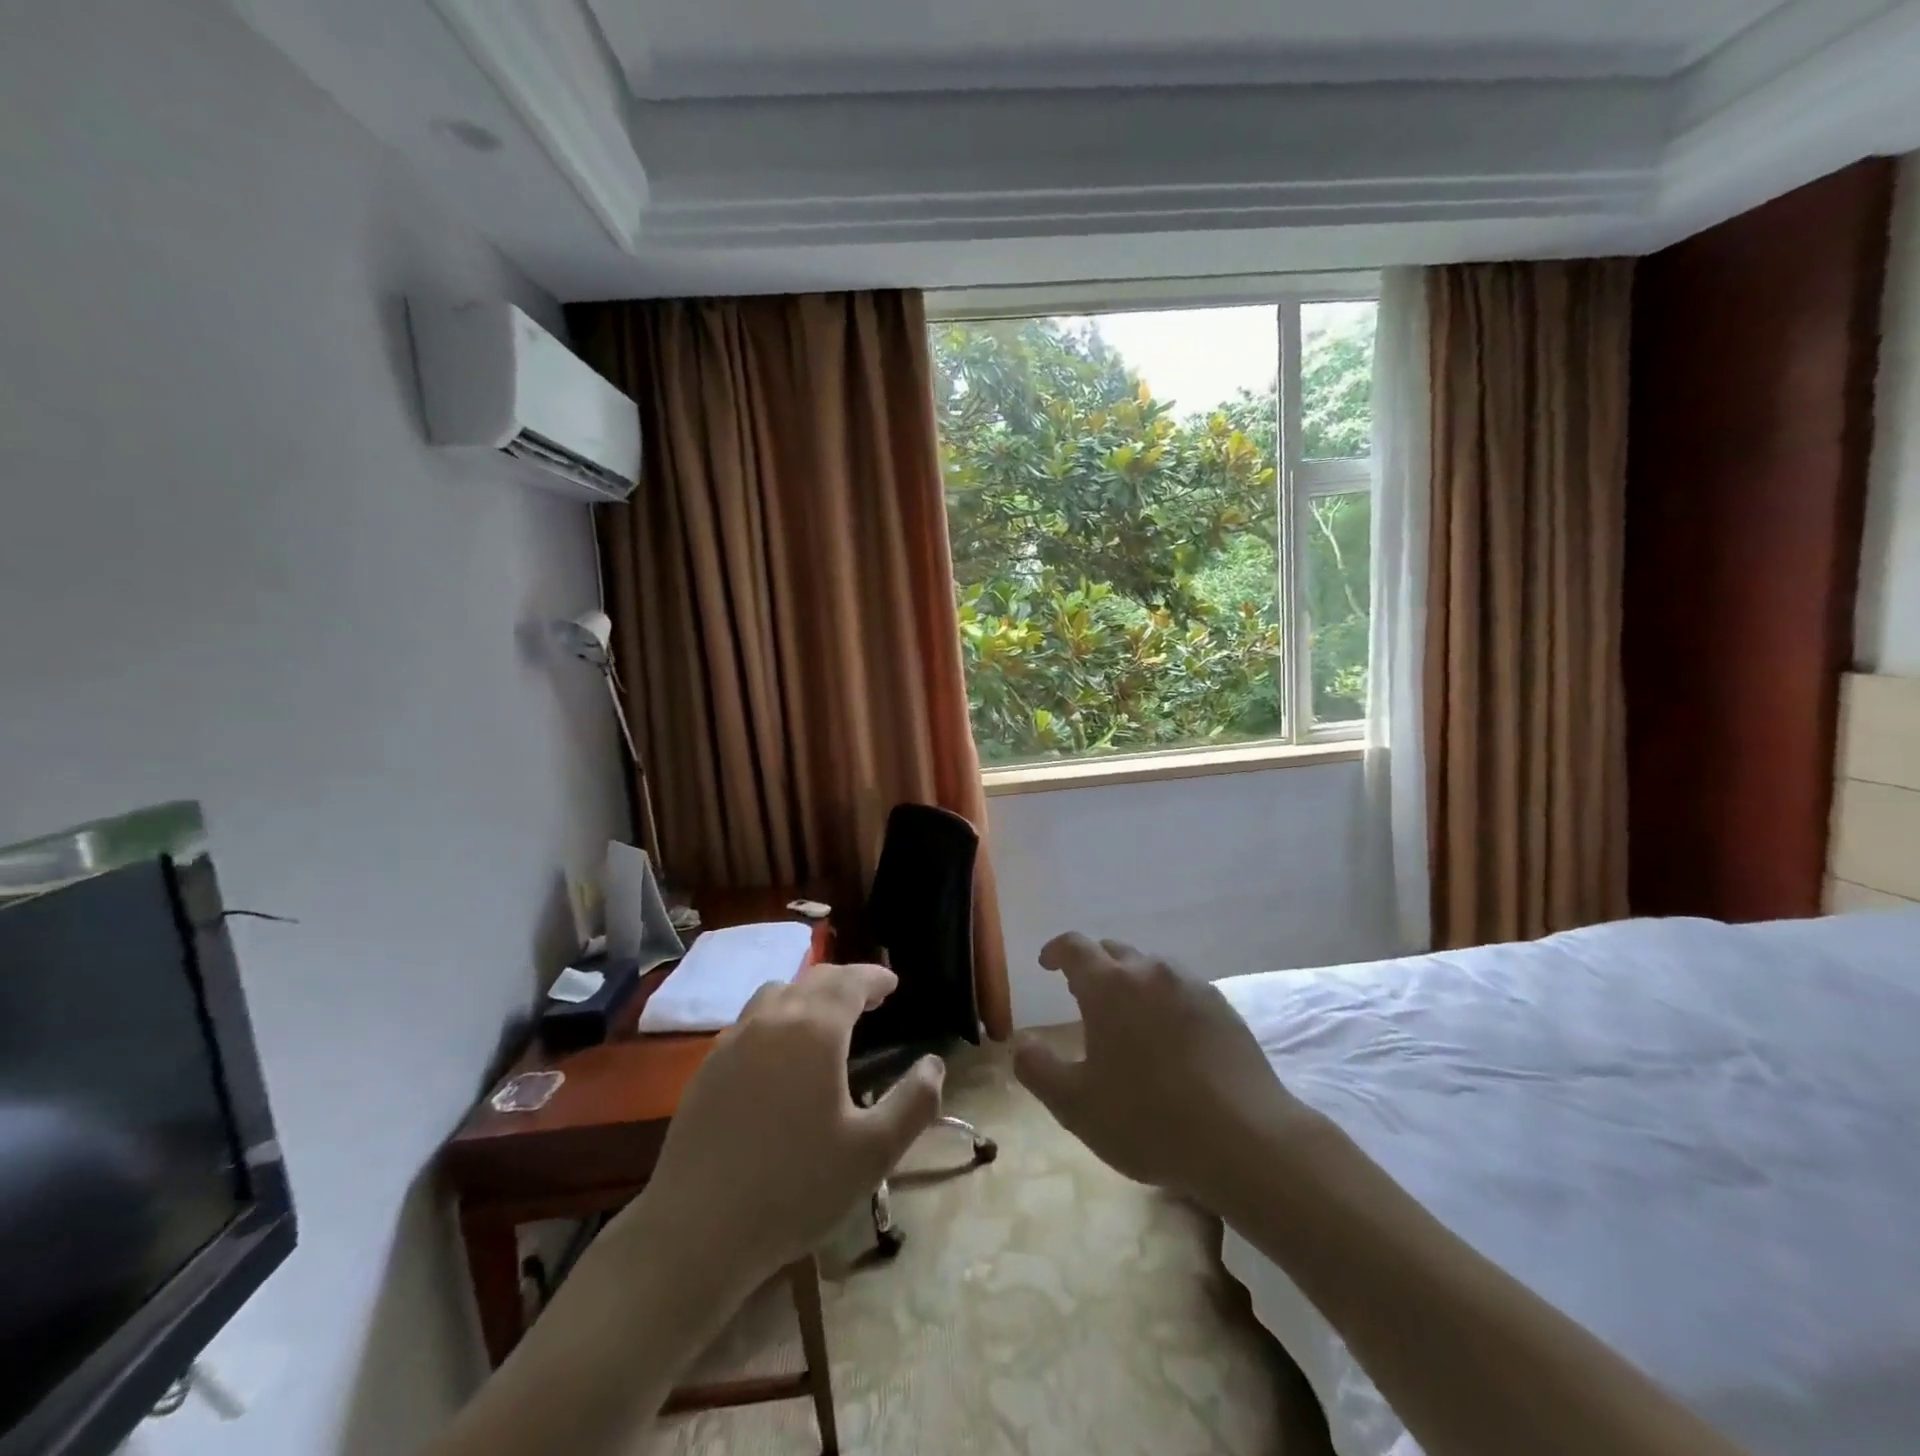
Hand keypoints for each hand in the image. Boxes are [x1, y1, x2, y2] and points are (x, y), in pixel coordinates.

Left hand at [637, 962, 943, 1280]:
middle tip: (869, 999)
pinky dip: (777, 1018)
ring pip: (777, 994)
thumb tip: (933, 1065)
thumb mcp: (873, 1152)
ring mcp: (733, 1041)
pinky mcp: (707, 1068)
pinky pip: (750, 1022)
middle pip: (814, 980)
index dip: (874, 977)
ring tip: (826, 1019)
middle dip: (845, 982)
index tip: (892, 984)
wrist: (696, 1231)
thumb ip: (914, 1103)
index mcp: (815, 1029)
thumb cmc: (795, 1188)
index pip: (850, 981)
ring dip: (808, 995)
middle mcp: (772, 1020)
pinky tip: (780, 1055)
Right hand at [1013, 933, 1309, 1203]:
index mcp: (1109, 986)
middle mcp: (1150, 972)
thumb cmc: (1149, 1120)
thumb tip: (1022, 1043)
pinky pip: (1181, 988)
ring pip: (1150, 967)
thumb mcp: (1075, 1106)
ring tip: (1126, 1017)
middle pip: (1114, 951)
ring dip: (1130, 981)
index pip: (1075, 946)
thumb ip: (1038, 1069)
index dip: (1056, 951)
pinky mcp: (1223, 1007)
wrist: (1247, 1140)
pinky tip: (1169, 1036)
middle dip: (1093, 966)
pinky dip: (1164, 999)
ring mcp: (1192, 986)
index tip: (1047, 964)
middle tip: (1082, 996)